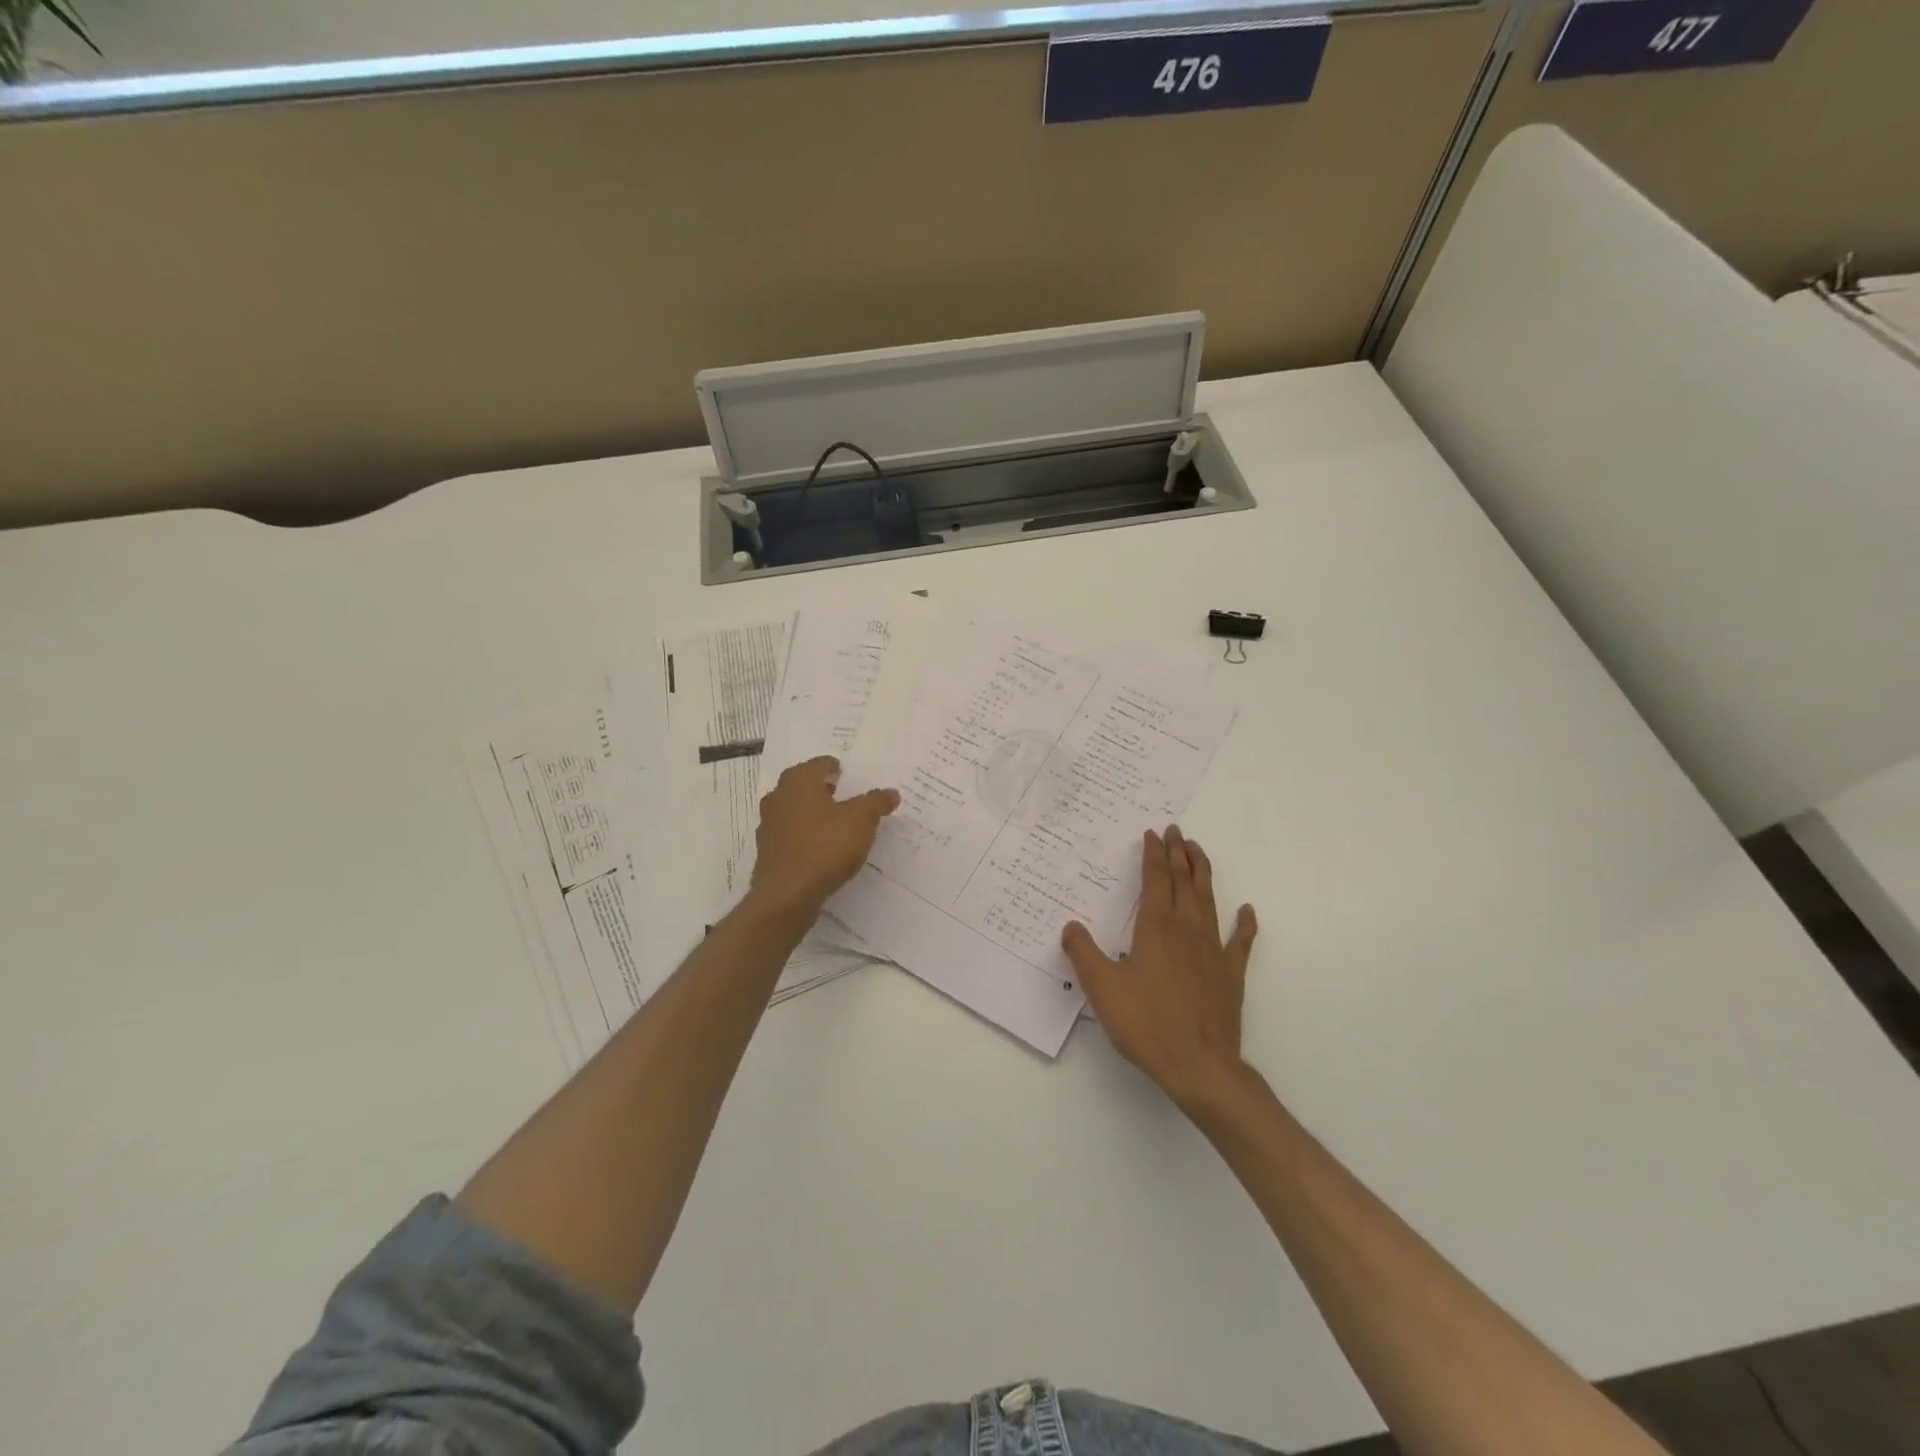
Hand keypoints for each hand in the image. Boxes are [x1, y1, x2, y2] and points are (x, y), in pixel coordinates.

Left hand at [748, 757, 899, 918]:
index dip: (835, 767)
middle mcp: (778, 797)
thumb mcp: (861, 820)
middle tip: (843, 793)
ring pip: (795, 810)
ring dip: (812, 812)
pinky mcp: (768, 851)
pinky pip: (791, 834)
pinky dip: (805, 835)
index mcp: (798, 781)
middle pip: (803, 785)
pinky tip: (821, 847)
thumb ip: (876, 802)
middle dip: (822, 788)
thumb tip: (891, 793)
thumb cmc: (825, 846)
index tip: (847, 773)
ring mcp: (769, 825)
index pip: (819, 764)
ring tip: (836, 821)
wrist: (787, 894)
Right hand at [1063, 826, 1258, 1110]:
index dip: (1154, 855)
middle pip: (1184, 882)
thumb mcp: (1102, 988)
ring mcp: (1213, 951)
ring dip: (1203, 874)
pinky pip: (1240, 942)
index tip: (1153, 834)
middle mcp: (1187, 931)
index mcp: (1156, 929)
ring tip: (1198, 852)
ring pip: (1209, 901)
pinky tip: (1248, 911)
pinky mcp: (1230, 975)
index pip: (1155, 881)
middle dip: (1179, 854)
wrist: (1199, 1066)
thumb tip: (1070, 926)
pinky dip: (1245, 924)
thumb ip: (1083, 953)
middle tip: (1177, 831)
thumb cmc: (1146, 1024)